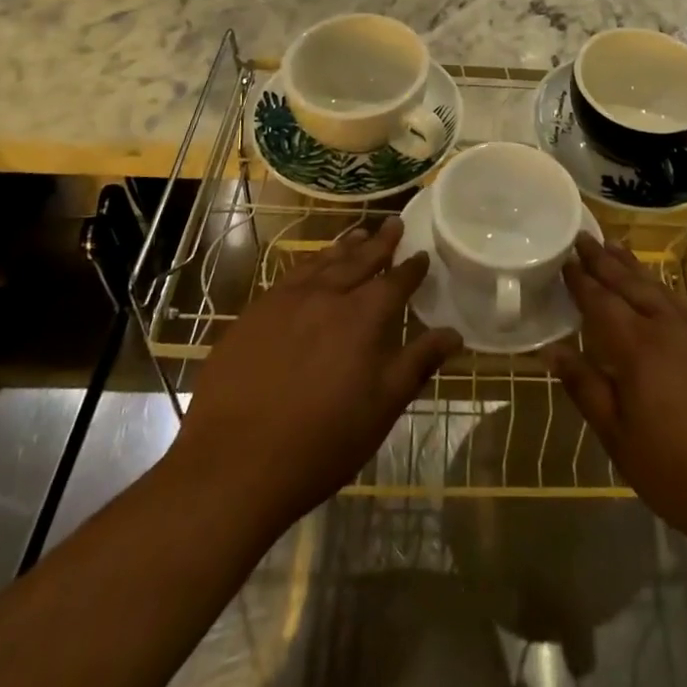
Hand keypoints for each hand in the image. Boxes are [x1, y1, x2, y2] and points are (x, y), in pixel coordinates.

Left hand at [166, 219, 460, 529]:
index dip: (411, 268)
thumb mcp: (381, 408)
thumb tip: (453, 333)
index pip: (394, 281)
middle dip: (380, 242)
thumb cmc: (319, 443)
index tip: (422, 254)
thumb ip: (417, 363)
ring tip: (357, 235)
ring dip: (344, 248)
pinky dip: (309, 264)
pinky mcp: (253, 314)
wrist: (232, 464)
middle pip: (359, 260)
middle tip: (394, 222)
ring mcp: (285, 301)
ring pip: (322, 262)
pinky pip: (290, 276)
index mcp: (362, 316)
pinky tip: (310, 268)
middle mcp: (326, 296)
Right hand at [546, 234, 686, 557]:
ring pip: (660, 288)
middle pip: (630, 284)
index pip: (601, 303)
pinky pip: (684, 304)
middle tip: (584, 237)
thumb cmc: (682, 475)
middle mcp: (668, 329)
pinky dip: (664, 288)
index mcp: (638, 350)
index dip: (581, 281)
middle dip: (604, 260)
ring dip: (634, 267)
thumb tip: (551, 350)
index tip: (564, 259)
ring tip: (615, 247)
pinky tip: (660, 290)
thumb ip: (586, 389)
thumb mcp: (621, 441)